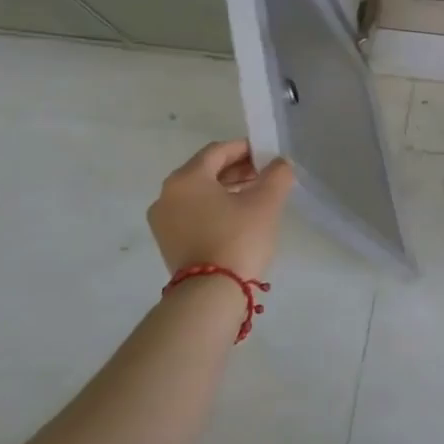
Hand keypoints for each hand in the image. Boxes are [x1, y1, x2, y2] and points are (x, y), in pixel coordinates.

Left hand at [147, 141, 293, 283]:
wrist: (211, 294)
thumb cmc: (238, 237)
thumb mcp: (267, 201)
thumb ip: (277, 174)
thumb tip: (279, 164)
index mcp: (186, 178)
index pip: (218, 151)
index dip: (246, 149)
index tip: (269, 156)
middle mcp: (167, 195)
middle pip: (206, 170)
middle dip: (237, 169)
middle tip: (266, 176)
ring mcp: (163, 221)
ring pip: (199, 193)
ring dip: (227, 189)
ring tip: (256, 196)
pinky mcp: (167, 242)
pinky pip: (193, 212)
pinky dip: (215, 207)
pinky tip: (239, 217)